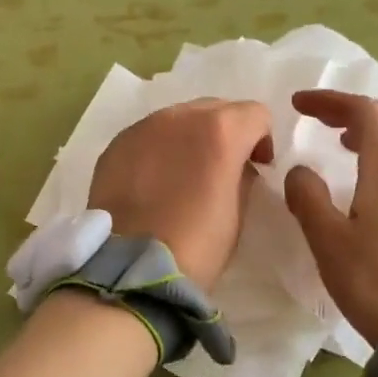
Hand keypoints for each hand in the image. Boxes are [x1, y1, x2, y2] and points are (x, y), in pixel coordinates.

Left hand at [88, 100, 274, 290]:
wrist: (132, 268)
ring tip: (183, 174)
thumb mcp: (238, 212)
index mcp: (220, 130)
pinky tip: (153, 182)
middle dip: (226, 132)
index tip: (257, 166)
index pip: (255, 114)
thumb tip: (235, 166)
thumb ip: (242, 175)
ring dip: (189, 138)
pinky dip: (158, 150)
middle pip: (215, 108)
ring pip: (178, 119)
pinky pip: (148, 136)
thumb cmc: (197, 245)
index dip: (262, 140)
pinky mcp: (115, 145)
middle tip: (221, 168)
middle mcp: (180, 116)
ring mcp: (143, 127)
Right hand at [284, 90, 377, 346]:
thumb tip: (300, 171)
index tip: (298, 105)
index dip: (330, 101)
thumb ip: (307, 196)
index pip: (363, 111)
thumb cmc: (373, 282)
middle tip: (326, 121)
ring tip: (348, 144)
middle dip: (358, 109)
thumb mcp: (327, 240)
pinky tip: (377, 178)